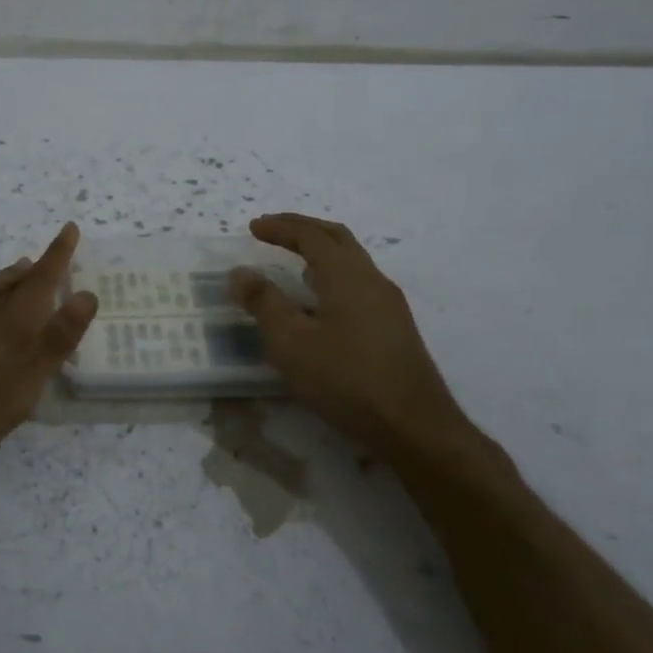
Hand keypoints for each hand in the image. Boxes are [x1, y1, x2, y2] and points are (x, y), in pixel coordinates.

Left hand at [0, 223, 96, 491]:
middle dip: (32, 271)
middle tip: (48, 261)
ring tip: (15, 268)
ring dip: (0, 276)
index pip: (39, 283)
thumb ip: (52, 344)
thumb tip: (86, 295)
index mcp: (7, 328)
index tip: (69, 229)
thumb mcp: (16, 391)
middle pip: (10, 284)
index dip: (57, 257)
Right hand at [228, 214, 481, 464]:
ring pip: (352, 261)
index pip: (311, 235)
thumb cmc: (345, 378)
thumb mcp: (291, 342)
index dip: (280, 227)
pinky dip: (333, 275)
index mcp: (347, 275)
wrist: (412, 425)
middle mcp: (372, 279)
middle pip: (337, 238)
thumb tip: (240, 272)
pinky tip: (320, 302)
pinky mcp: (394, 327)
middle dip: (303, 229)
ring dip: (321, 252)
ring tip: (293, 263)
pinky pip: (359, 284)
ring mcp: (389, 304)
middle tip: (273, 231)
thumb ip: (263, 302)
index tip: (253, 227)